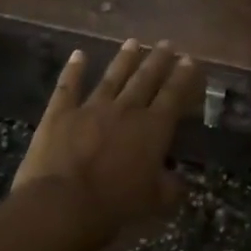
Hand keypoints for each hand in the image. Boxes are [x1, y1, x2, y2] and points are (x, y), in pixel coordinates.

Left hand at [13, 40, 201, 247]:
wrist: (61, 208)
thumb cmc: (114, 208)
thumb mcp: (154, 203)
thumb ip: (170, 188)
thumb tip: (180, 180)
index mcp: (153, 129)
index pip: (173, 95)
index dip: (183, 77)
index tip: (190, 60)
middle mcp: (126, 110)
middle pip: (146, 78)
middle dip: (158, 60)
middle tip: (167, 43)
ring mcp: (91, 108)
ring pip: (112, 77)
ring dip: (124, 59)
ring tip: (134, 42)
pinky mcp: (60, 114)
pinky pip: (68, 87)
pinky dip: (73, 70)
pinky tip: (78, 54)